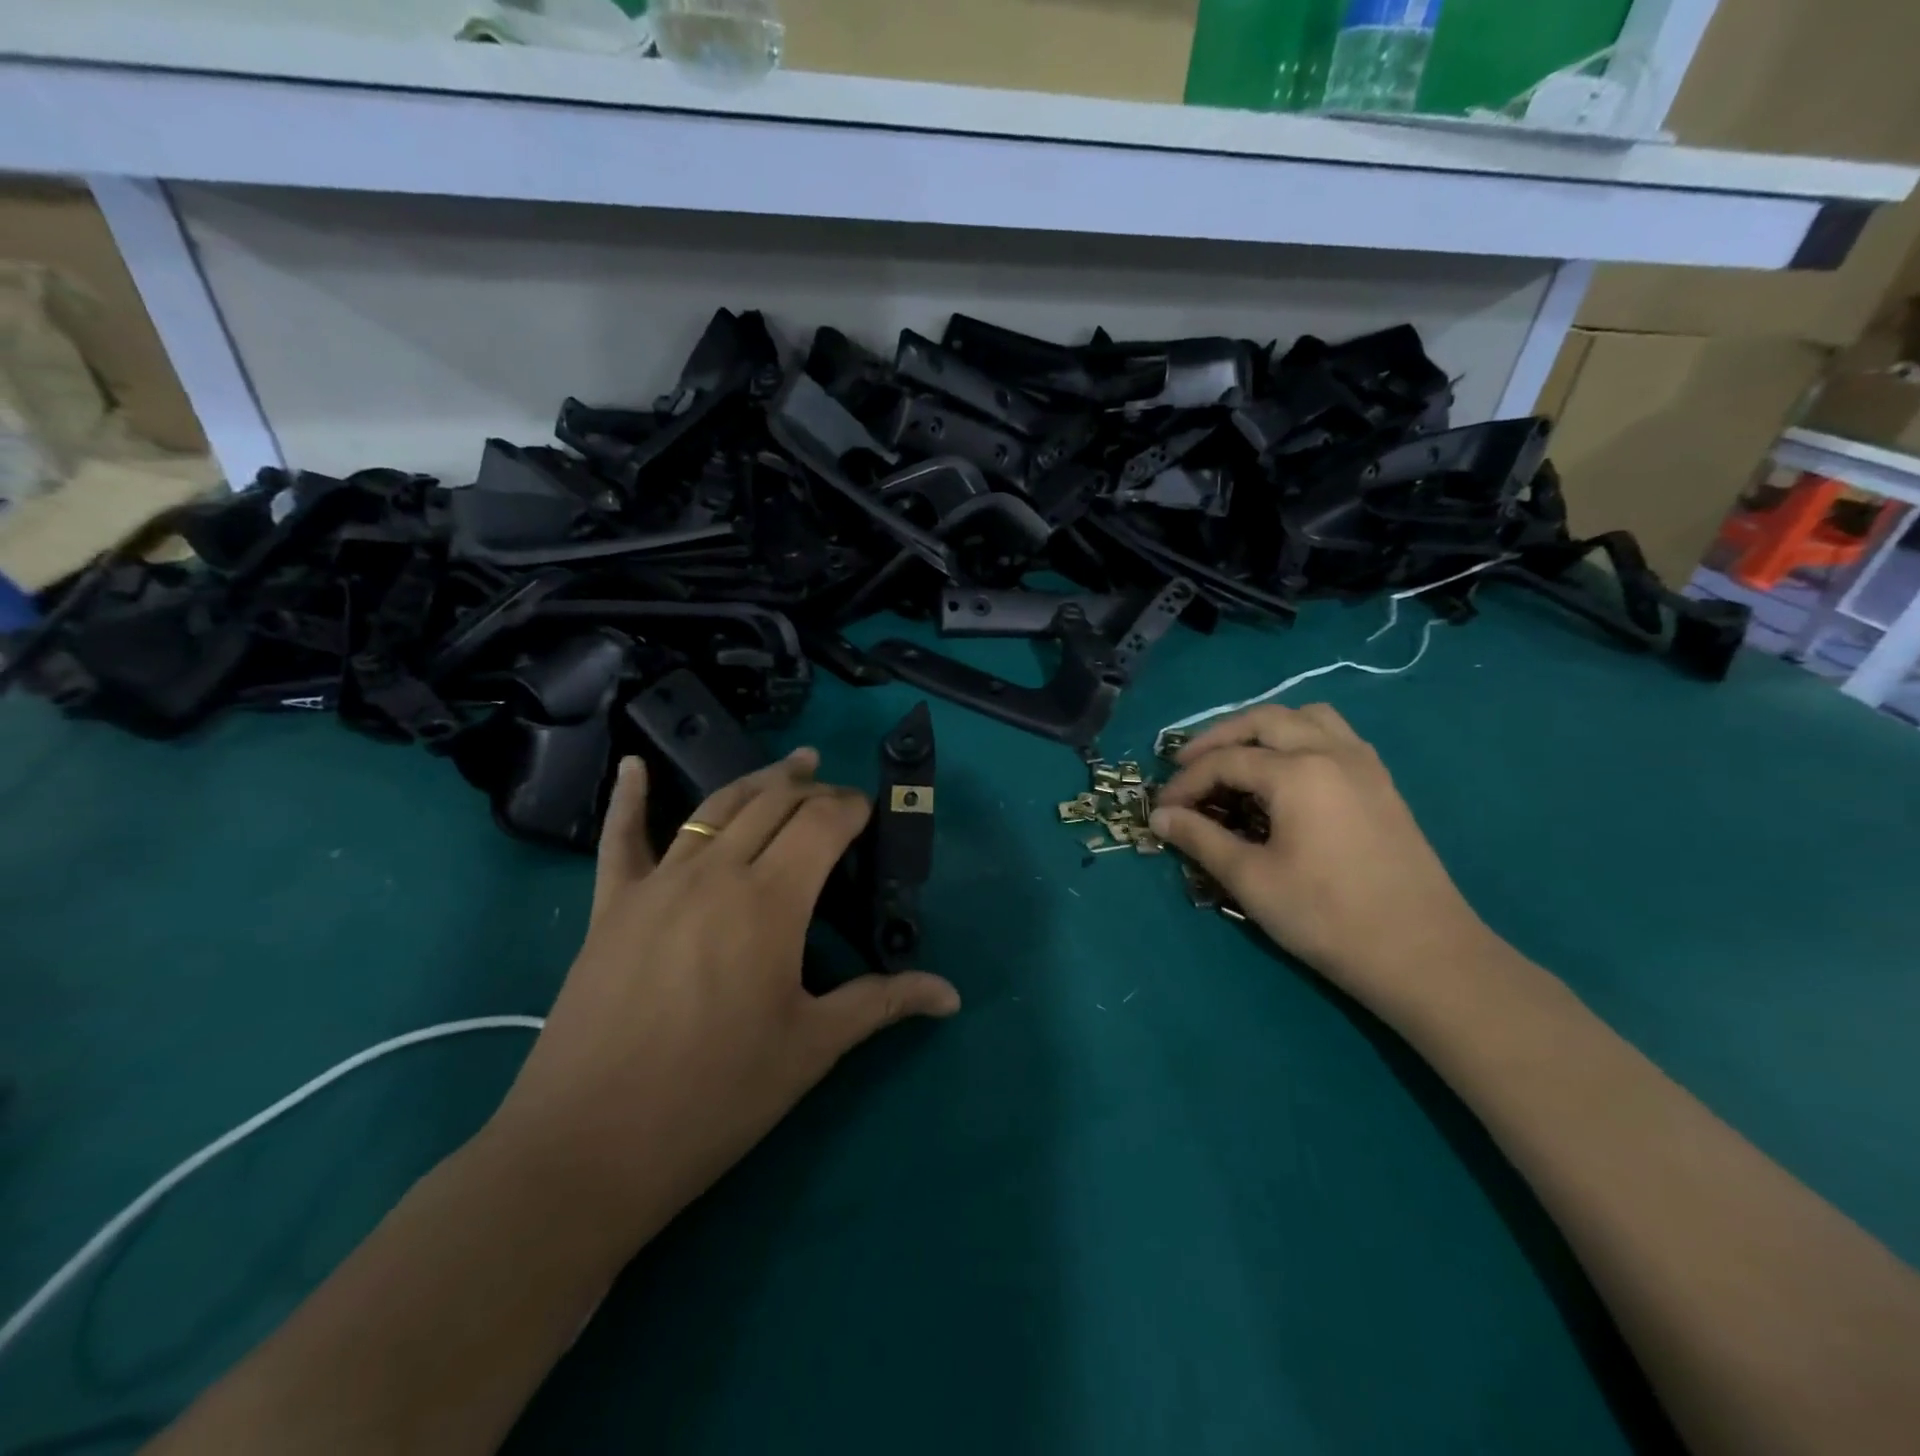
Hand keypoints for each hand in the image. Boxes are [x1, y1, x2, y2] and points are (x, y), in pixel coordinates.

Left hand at [486, 749, 960, 1254]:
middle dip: (814, 789)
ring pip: (716, 807)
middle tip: (837, 794)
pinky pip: (620, 838)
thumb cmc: (716, 1097)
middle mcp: (716, 873)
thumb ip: (882, 1003)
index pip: (822, 824)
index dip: (852, 807)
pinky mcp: (612, 906)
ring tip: (791, 765)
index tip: (870, 812)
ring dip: (759, 780)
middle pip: (774, 803)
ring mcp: (658, 884)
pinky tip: (635, 766)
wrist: (590, 1148)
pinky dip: (629, 797)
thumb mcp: (812, 1048)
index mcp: (770, 901)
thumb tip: (950, 994)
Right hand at [1151, 705, 1497, 1015]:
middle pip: (1263, 720)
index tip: (1160, 809)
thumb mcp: (1251, 879)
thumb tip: (1159, 816)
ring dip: (1264, 729)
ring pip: (1306, 717)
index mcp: (1297, 772)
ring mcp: (1363, 764)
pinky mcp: (1381, 783)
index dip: (1185, 783)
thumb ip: (1200, 839)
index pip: (1225, 761)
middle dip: (1218, 738)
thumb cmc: (1327, 917)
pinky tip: (1288, 775)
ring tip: (1238, 759)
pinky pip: (1335, 736)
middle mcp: (1331, 752)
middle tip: (1187, 766)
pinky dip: (1300, 739)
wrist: (1422, 954)